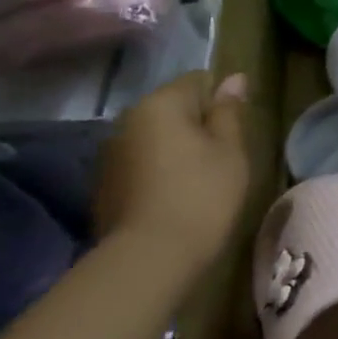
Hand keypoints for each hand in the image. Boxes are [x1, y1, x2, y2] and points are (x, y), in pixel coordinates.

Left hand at [94, 71, 249, 275]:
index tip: (234, 132)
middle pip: (172, 109)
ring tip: (198, 181)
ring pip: (154, 138)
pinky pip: (140, 164)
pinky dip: (157, 172)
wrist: (148, 260)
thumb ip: (229, 111)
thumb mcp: (230, 150)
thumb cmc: (201, 196)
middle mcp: (128, 120)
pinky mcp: (103, 186)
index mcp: (160, 104)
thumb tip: (233, 78)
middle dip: (196, 125)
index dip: (221, 102)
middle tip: (221, 158)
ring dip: (175, 150)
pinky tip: (173, 199)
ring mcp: (110, 154)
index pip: (197, 81)